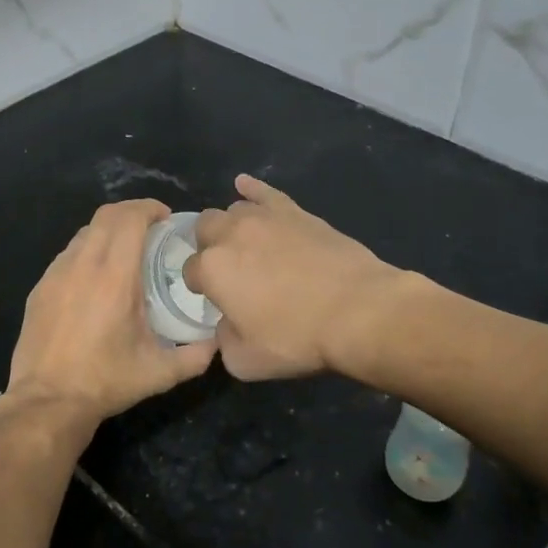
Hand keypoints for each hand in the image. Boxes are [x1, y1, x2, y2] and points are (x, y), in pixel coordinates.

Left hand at [3, 199, 217, 428]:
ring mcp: (56, 274)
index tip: (166, 218)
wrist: (47, 401)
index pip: (129, 219)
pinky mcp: (40, 287)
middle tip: (151, 229)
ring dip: (108, 231)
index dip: (149, 208)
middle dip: (131, 212)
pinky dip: (87, 252)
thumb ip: (196, 355)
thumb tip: (217, 342)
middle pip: (106, 215)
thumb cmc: (106, 382)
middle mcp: (83, 265)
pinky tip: (96, 279)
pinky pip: (68, 255)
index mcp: (115, 277)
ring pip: (85, 233)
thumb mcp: (159, 373)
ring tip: (125, 252)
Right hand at [185, 174, 401, 379]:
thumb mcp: (246, 361)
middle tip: (228, 269)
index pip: (190, 271)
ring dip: (231, 226)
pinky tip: (243, 186)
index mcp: (212, 269)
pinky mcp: (294, 211)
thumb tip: (225, 326)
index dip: (200, 286)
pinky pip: (264, 191)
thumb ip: (223, 341)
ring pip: (232, 210)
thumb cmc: (298, 338)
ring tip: (246, 244)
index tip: (215, 300)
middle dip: (208, 246)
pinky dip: (251, 188)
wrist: (357, 311)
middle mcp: (230, 234)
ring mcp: (264, 218)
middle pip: (204, 229)